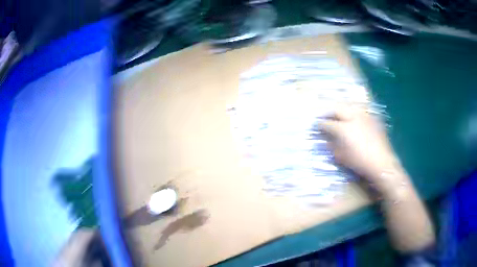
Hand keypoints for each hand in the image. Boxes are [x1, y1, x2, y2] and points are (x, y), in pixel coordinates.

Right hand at [319, 106, 405, 194]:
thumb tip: (326, 140)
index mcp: (344, 128)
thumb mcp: (342, 157)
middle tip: (326, 117)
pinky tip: (353, 119)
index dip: (320, 124)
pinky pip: (360, 111)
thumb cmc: (360, 162)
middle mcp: (353, 117)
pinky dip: (353, 113)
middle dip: (329, 112)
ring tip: (339, 116)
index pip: (328, 123)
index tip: (317, 125)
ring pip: (349, 107)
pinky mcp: (372, 118)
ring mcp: (364, 116)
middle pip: (338, 109)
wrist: (382, 163)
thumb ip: (332, 146)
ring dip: (342, 110)